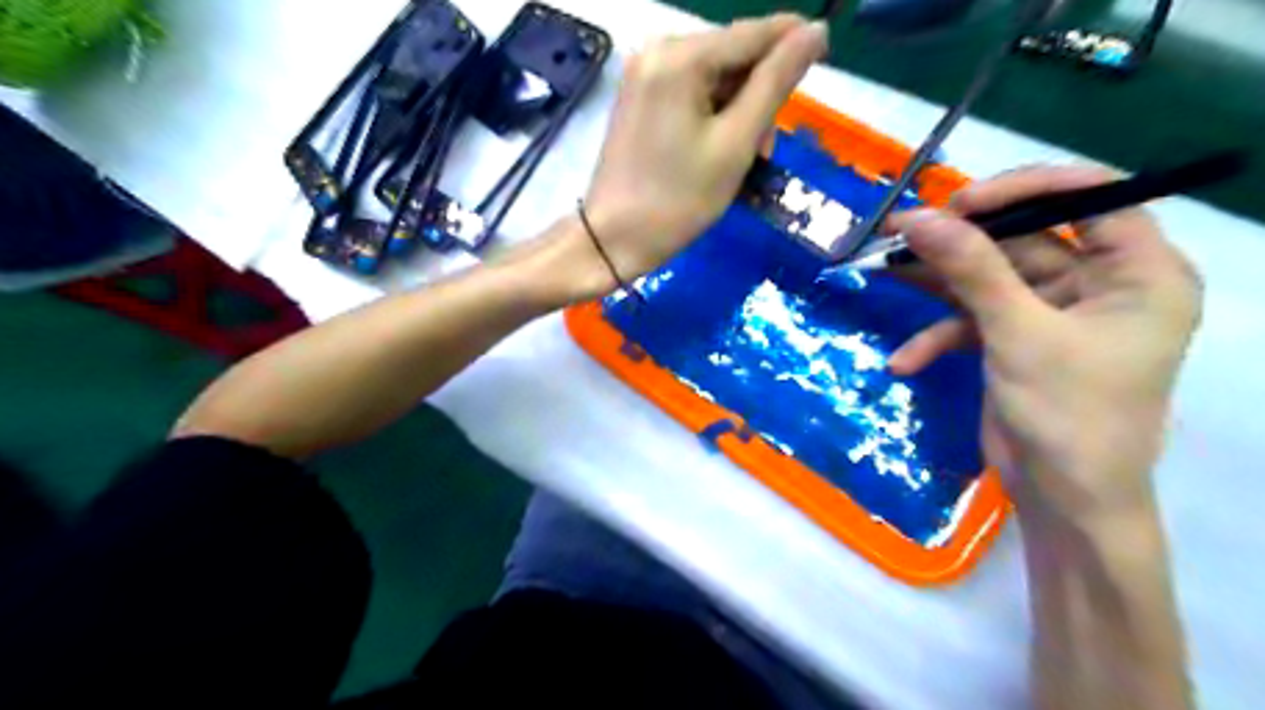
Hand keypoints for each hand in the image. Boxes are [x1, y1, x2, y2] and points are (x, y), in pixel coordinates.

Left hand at [574, 16, 832, 289]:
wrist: (612, 239)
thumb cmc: (677, 200)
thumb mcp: (735, 144)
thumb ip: (776, 84)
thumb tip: (815, 31)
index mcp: (681, 56)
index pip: (754, 33)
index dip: (793, 44)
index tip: (825, 61)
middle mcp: (658, 49)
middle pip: (732, 55)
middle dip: (758, 95)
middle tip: (762, 150)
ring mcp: (643, 73)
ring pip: (714, 76)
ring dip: (738, 111)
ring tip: (740, 159)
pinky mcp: (639, 96)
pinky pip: (691, 92)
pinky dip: (712, 116)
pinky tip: (715, 150)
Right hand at [882, 162, 1198, 520]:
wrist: (1061, 499)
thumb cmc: (1068, 414)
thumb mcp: (1018, 334)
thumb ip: (970, 269)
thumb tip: (917, 218)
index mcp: (1138, 271)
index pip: (1090, 196)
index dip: (1022, 188)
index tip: (958, 202)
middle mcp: (1100, 283)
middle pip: (1023, 238)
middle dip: (959, 242)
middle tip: (900, 234)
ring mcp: (1053, 312)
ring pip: (988, 277)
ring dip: (937, 283)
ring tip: (884, 271)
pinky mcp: (1017, 339)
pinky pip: (973, 320)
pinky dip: (939, 337)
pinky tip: (906, 361)